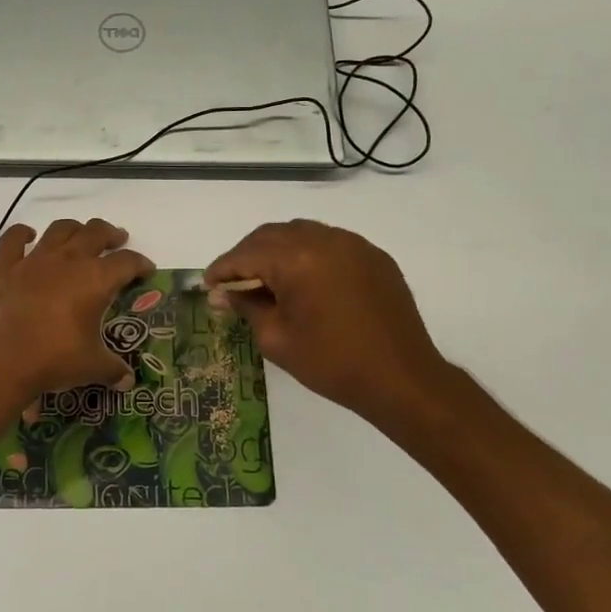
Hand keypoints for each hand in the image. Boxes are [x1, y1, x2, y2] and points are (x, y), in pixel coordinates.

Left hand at [0, 219, 153, 400]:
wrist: (3, 359)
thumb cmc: (55, 359)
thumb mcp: (92, 367)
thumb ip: (112, 369)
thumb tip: (127, 381)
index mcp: (96, 279)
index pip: (127, 262)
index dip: (140, 263)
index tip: (146, 270)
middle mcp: (68, 260)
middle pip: (95, 233)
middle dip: (110, 234)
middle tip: (116, 240)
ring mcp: (34, 260)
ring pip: (59, 229)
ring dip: (74, 229)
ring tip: (79, 235)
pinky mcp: (4, 268)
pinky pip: (12, 240)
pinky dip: (22, 234)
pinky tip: (28, 236)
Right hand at [205, 219, 458, 430]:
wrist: (401, 378)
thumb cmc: (331, 362)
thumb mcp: (277, 339)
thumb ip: (247, 307)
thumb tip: (224, 294)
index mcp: (296, 259)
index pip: (246, 254)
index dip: (222, 269)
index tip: (209, 285)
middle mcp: (324, 240)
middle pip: (271, 235)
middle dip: (247, 255)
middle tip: (234, 283)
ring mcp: (353, 244)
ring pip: (301, 233)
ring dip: (277, 250)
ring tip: (267, 279)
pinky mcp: (373, 256)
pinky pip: (330, 242)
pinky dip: (308, 254)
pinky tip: (304, 280)